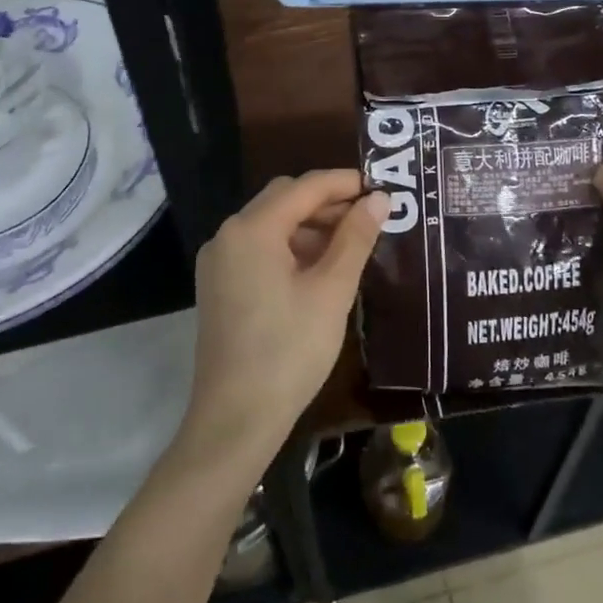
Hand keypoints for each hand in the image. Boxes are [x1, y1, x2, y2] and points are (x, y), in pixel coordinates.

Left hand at [186, 171, 387, 465]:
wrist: (235, 419)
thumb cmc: (289, 351)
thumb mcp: (331, 292)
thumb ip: (355, 239)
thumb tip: (379, 199)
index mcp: (251, 230)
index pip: (304, 187)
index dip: (345, 183)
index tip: (383, 188)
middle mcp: (228, 236)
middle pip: (284, 199)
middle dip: (328, 202)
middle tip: (371, 216)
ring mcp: (220, 262)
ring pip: (272, 224)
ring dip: (311, 225)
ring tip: (353, 243)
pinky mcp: (220, 286)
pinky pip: (260, 249)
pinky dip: (292, 248)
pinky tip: (322, 268)